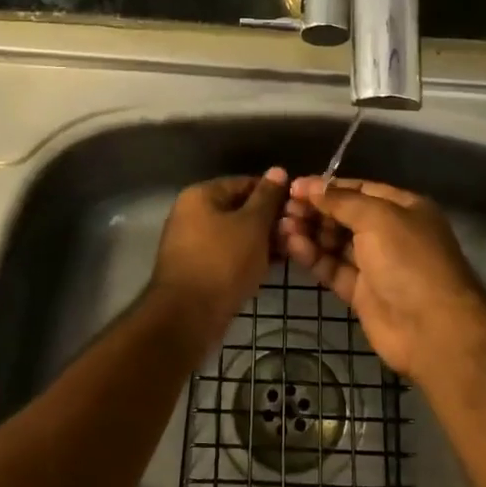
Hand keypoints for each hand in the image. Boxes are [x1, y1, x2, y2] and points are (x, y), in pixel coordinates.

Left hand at [150, 169, 288, 334]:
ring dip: (259, 241)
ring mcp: (190, 243)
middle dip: (267, 220)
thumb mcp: (252, 225)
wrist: (188, 316)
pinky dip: (245, 258)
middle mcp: (190, 214)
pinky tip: (268, 268)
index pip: (243, 183)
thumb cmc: (223, 261)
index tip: (297, 208)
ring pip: (234, 234)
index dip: (273, 193)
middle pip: (237, 209)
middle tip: (295, 232)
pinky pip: (226, 255)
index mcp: (200, 195)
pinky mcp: (196, 269)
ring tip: (288, 251)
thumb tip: (277, 170)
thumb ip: (266, 197)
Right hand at [279, 176, 485, 379]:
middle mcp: (390, 233)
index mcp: (403, 208)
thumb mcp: (377, 217)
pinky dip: (312, 257)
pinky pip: (333, 268)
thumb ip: (340, 200)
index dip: (327, 187)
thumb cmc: (408, 260)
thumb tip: (307, 184)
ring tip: (280, 226)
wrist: (432, 329)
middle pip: (344, 216)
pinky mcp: (362, 293)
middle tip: (282, 208)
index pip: (359, 190)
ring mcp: (376, 265)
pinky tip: (291, 245)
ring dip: (309, 233)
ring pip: (335, 243)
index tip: (294, 187)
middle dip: (314, 210)